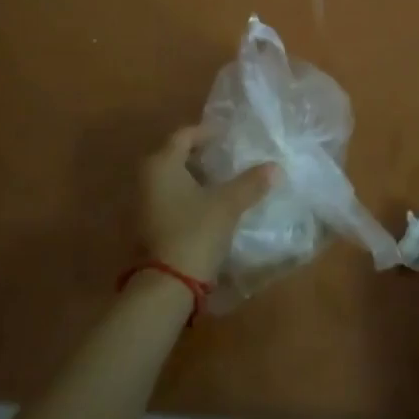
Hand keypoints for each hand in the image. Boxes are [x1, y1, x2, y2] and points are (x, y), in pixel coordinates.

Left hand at [140, 127, 274, 285]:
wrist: (166, 286)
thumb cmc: (195, 232)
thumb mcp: (228, 205)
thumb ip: (251, 183)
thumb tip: (276, 167)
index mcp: (161, 164)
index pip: (183, 135)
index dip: (207, 132)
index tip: (228, 135)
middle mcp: (146, 178)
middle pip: (175, 156)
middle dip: (201, 155)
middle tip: (228, 156)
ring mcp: (142, 204)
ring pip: (172, 179)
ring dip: (196, 177)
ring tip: (224, 180)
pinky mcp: (146, 226)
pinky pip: (169, 199)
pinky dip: (188, 196)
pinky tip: (209, 205)